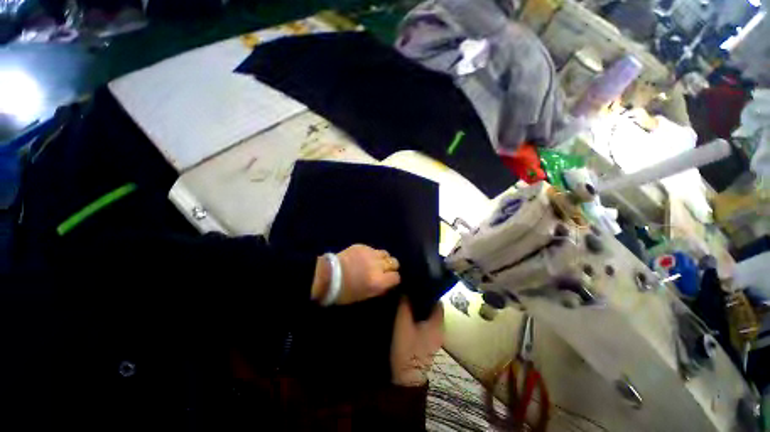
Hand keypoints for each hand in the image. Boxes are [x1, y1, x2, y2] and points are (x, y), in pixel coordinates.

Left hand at [312, 244, 400, 304]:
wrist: (327, 276)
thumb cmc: (344, 291)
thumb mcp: (365, 295)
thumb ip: (379, 288)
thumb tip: (387, 283)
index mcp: (378, 281)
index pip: (396, 277)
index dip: (394, 279)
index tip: (390, 280)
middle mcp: (378, 266)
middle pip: (394, 262)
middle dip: (391, 266)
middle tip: (384, 270)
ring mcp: (370, 254)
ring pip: (385, 253)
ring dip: (383, 258)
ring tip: (376, 262)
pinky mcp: (362, 246)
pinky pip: (373, 249)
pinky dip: (372, 254)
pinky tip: (364, 258)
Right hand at [390, 297, 443, 386]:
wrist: (406, 379)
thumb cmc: (406, 348)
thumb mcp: (403, 323)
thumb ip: (405, 305)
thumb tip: (407, 289)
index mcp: (438, 322)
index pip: (437, 300)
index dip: (428, 290)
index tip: (417, 283)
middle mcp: (440, 328)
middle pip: (433, 307)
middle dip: (423, 298)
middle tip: (410, 289)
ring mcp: (435, 337)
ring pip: (429, 316)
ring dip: (420, 307)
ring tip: (407, 298)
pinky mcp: (428, 342)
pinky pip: (426, 323)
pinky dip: (419, 316)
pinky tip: (408, 313)